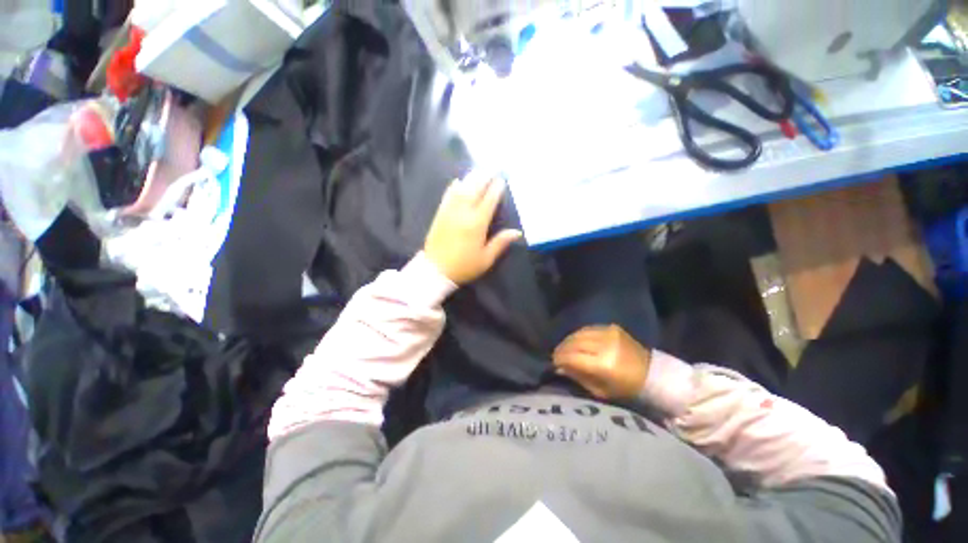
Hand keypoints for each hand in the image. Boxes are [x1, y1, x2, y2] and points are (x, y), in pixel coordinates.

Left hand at [424, 174, 522, 284]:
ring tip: (478, 171)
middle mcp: (463, 214)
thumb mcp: (486, 259)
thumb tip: (517, 232)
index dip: (496, 189)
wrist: (435, 270)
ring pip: (461, 189)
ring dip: (470, 178)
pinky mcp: (439, 214)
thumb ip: (500, 243)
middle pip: (475, 190)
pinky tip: (457, 181)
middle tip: (492, 169)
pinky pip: (447, 196)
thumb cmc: (464, 266)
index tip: (501, 180)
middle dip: (484, 178)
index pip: (488, 201)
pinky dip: (453, 187)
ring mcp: (449, 212)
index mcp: (477, 224)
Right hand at [553, 325, 651, 400]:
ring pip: (579, 333)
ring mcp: (609, 333)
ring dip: (568, 340)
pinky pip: (588, 329)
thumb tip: (558, 368)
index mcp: (603, 364)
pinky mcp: (612, 327)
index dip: (559, 358)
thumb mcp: (599, 390)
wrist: (651, 373)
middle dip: (561, 348)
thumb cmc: (625, 388)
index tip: (553, 363)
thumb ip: (578, 377)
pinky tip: (576, 341)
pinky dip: (579, 335)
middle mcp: (605, 345)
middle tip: (556, 355)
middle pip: (574, 342)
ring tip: (564, 348)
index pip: (572, 357)